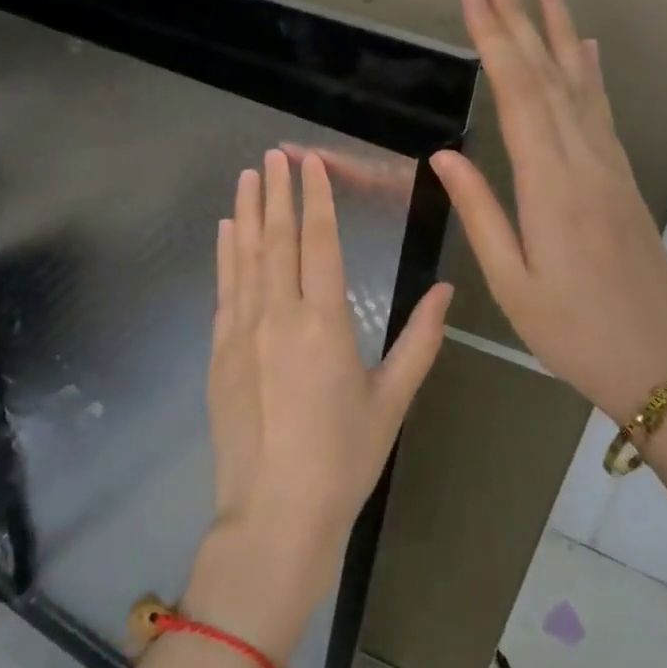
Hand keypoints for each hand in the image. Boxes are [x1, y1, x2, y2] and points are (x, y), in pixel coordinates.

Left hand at [192, 149, 452, 660]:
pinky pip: (224, 290)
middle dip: (277, 192)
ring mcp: (241, 332)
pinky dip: (225, 255)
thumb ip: (420, 341)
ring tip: (247, 177)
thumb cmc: (344, 460)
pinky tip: (225, 232)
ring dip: (246, 213)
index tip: (310, 164)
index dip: (315, 199)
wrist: (275, 513)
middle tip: (274, 154)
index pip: (319, 243)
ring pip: (244, 257)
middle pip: (277, 239)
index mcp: (325, 323)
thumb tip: (447, 290)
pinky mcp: (219, 353)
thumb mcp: (392, 400)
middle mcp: (278, 316)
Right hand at [431, 0, 666, 425]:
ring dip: (560, 35)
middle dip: (520, 21)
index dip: (495, 41)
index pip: (517, 96)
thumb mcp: (511, 281)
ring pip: (581, 87)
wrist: (657, 362)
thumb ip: (481, 212)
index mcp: (550, 186)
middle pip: (549, 78)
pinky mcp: (624, 181)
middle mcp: (584, 162)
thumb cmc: (570, 331)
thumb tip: (445, 154)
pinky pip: (603, 114)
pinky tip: (587, 51)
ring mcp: (611, 168)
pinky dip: (591, 75)